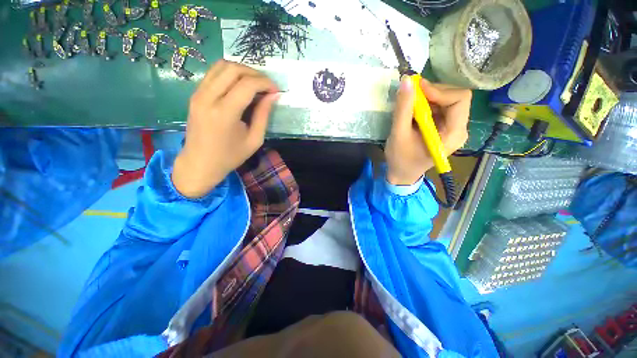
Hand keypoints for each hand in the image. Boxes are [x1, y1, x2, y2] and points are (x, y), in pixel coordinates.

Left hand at [172, 60, 279, 197]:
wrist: (200, 163)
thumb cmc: (230, 156)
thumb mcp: (254, 140)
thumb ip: (263, 115)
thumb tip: (273, 96)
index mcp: (225, 113)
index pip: (247, 84)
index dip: (265, 83)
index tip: (276, 90)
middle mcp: (208, 98)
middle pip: (233, 69)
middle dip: (254, 73)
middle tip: (266, 86)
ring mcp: (198, 94)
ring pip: (221, 66)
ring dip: (242, 70)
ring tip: (255, 84)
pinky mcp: (195, 94)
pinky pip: (213, 74)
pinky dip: (230, 74)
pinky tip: (240, 86)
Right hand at [385, 76, 471, 185]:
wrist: (402, 173)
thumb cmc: (400, 159)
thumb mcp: (399, 134)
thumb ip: (403, 108)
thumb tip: (407, 80)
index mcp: (453, 134)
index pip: (460, 99)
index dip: (439, 90)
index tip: (417, 89)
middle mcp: (459, 129)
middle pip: (455, 97)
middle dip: (432, 93)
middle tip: (411, 95)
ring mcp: (452, 128)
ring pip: (447, 100)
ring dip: (428, 98)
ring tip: (409, 105)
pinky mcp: (444, 128)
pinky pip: (440, 108)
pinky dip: (426, 105)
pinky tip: (413, 112)